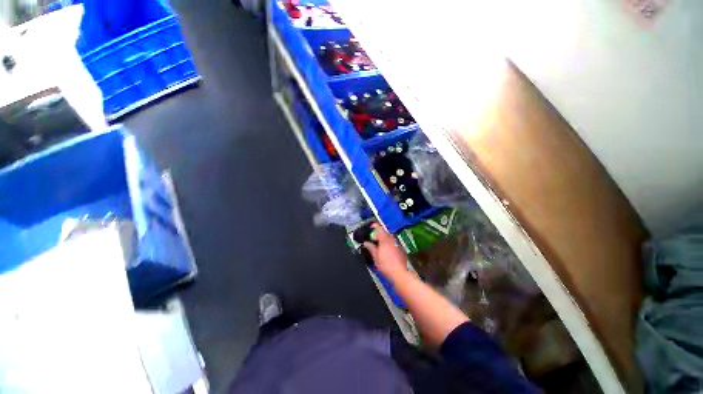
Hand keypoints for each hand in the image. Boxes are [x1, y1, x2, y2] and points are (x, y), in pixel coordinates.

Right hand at [364, 223, 407, 276]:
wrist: (399, 273)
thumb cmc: (385, 265)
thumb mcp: (375, 257)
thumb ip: (371, 248)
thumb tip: (366, 242)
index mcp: (385, 240)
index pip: (379, 228)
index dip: (375, 226)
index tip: (371, 227)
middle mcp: (392, 240)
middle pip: (385, 233)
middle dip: (380, 235)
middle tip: (374, 240)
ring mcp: (398, 244)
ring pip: (391, 239)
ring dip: (385, 240)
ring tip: (380, 247)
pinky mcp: (402, 249)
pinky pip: (394, 244)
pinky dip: (390, 245)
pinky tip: (388, 253)